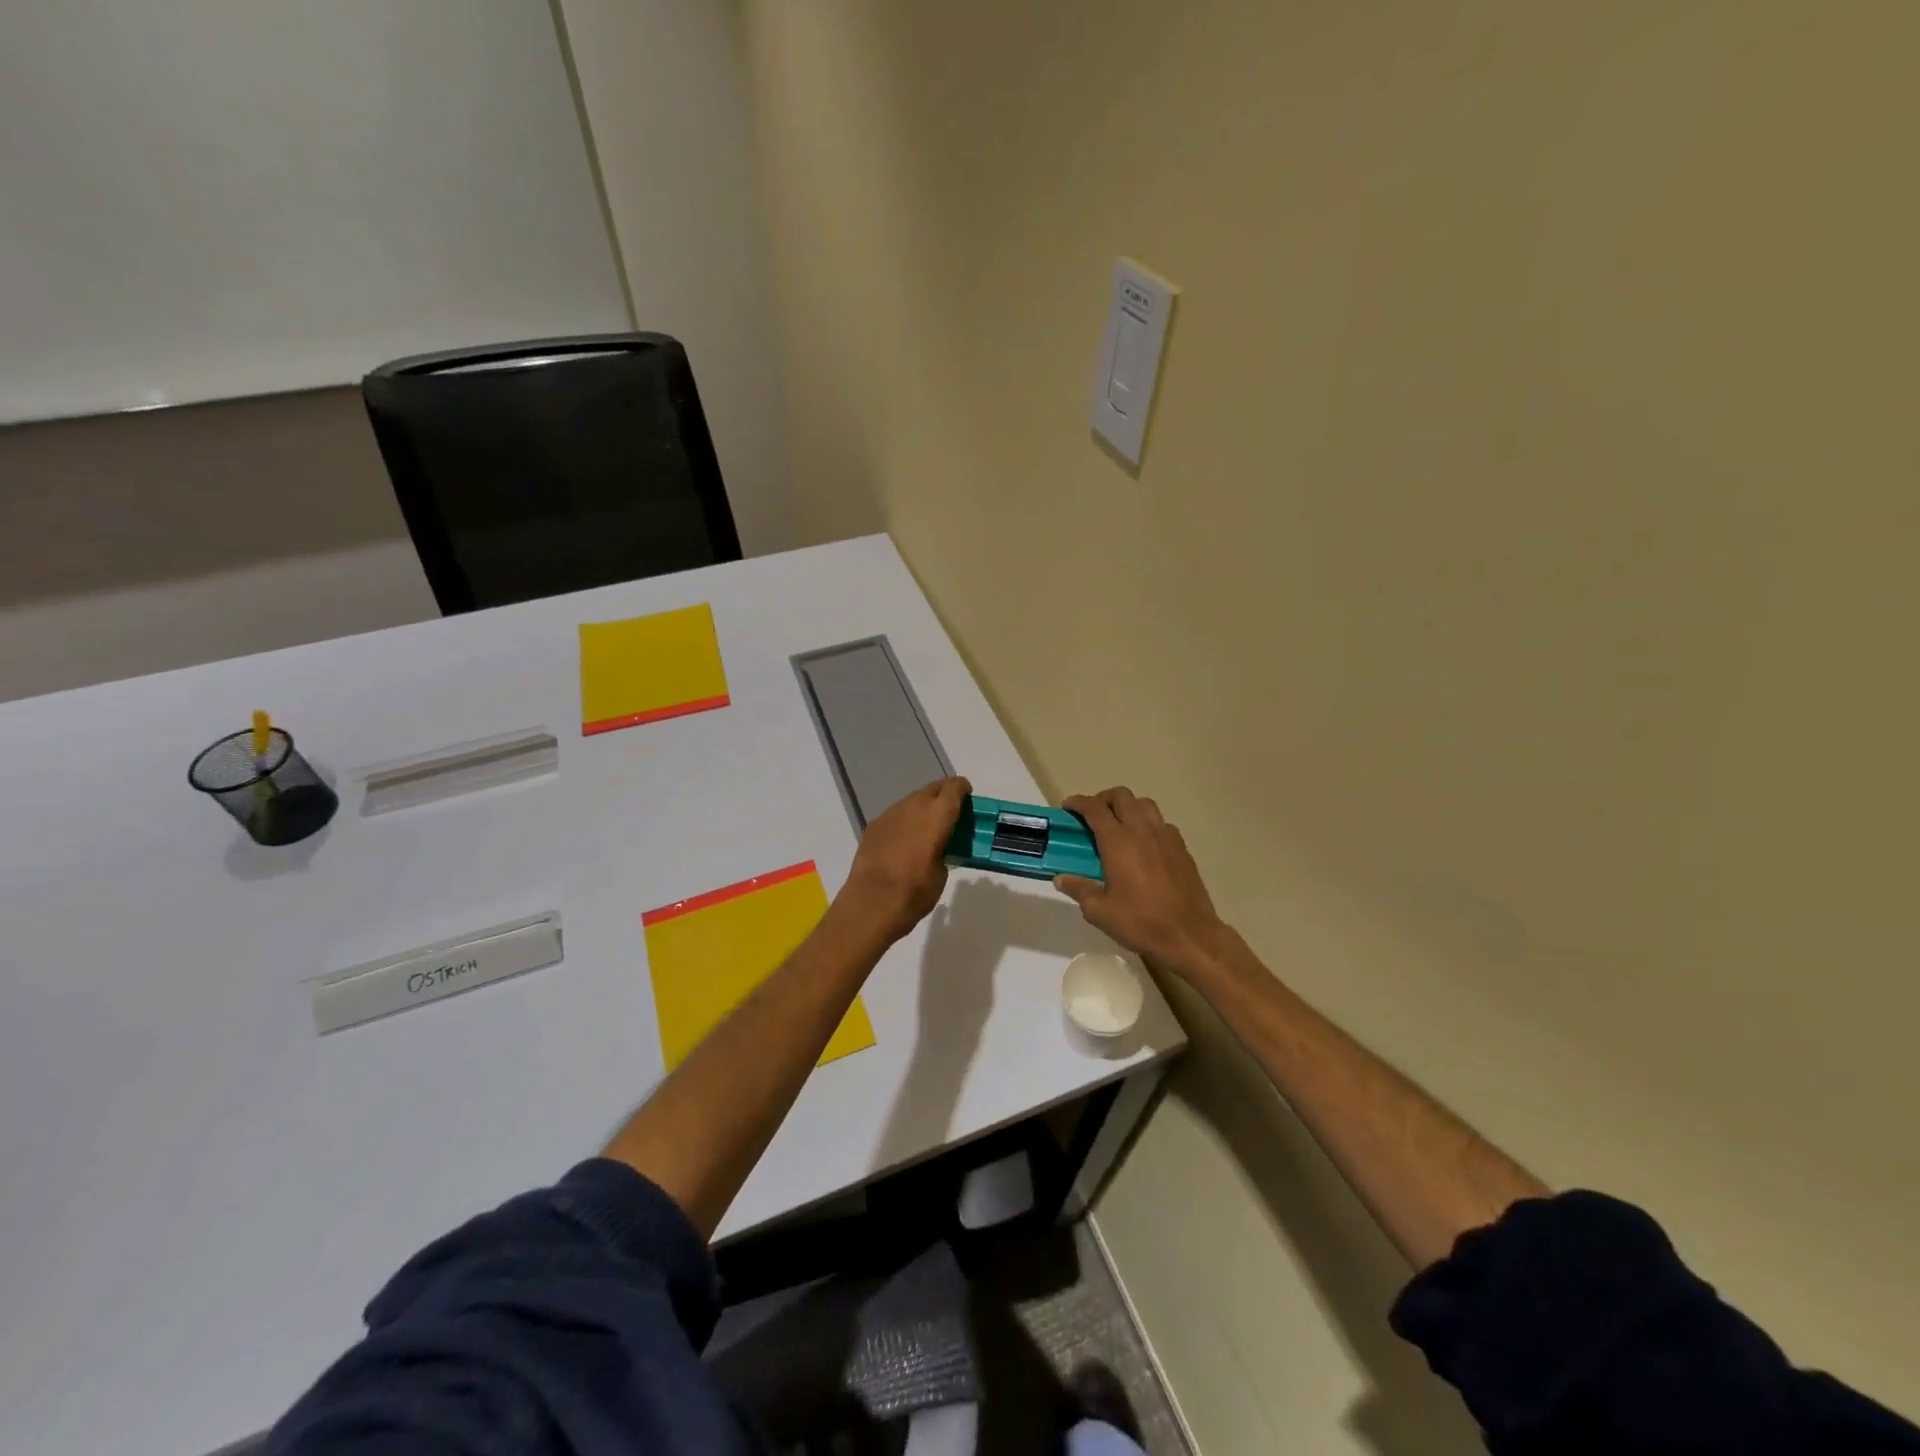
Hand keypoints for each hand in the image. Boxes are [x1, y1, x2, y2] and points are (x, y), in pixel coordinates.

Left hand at [838, 776, 970, 943]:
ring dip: (923, 808)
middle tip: (950, 813)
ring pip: (912, 800)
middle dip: (944, 795)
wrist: (872, 903)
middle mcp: (913, 806)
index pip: (954, 788)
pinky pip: (895, 815)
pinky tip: (904, 840)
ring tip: (927, 828)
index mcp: (937, 815)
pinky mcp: (874, 826)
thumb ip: (943, 850)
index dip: (963, 789)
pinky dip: (904, 821)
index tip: (968, 798)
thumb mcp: (942, 873)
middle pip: (932, 789)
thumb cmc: (915, 891)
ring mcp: (890, 814)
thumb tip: (937, 848)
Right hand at [1056, 787, 1228, 979]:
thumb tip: (1060, 878)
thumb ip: (1079, 889)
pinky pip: (1162, 823)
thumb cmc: (1140, 922)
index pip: (1094, 808)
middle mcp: (1142, 830)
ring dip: (1128, 807)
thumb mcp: (1099, 911)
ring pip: (1144, 804)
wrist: (1190, 935)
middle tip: (1092, 816)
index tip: (1068, 807)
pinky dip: (1148, 824)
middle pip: (1121, 796)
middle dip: (1103, 799)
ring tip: (1119, 825)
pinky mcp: (1182, 848)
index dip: (1078, 802)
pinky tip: (1144, 845)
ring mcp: (1165, 837)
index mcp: (1118, 841)